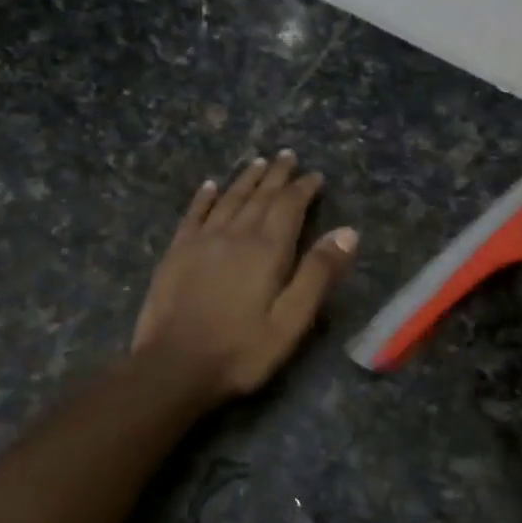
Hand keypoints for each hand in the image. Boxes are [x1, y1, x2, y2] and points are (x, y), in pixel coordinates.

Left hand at [133, 151, 358, 399]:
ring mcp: (202, 241)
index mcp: (267, 250)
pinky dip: (204, 197)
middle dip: (276, 175)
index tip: (315, 175)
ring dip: (246, 179)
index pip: (290, 206)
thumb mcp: (292, 321)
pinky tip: (210, 186)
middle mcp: (235, 234)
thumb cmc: (242, 350)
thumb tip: (347, 232)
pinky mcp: (177, 252)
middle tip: (287, 156)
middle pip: (260, 196)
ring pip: (229, 199)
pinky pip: (194, 214)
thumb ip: (318, 274)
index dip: (303, 188)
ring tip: (258, 162)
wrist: (174, 366)